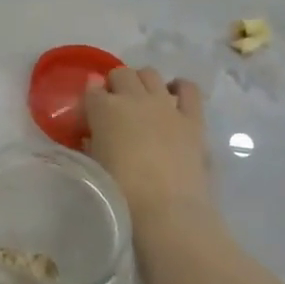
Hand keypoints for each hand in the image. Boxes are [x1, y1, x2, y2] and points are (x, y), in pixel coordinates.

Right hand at [82, 68, 213, 236]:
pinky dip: (179, 88)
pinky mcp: (192, 117)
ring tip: (143, 101)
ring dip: (143, 82)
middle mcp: (134, 98)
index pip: (92, 89)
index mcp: (104, 110)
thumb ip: (93, 142)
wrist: (166, 210)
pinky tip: (174, 98)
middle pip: (121, 74)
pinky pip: (188, 88)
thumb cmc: (122, 193)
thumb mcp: (96, 165)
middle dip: (116, 85)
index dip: (92, 99)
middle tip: (117, 106)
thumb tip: (93, 136)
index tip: (93, 112)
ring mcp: (165, 104)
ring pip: (150, 73)